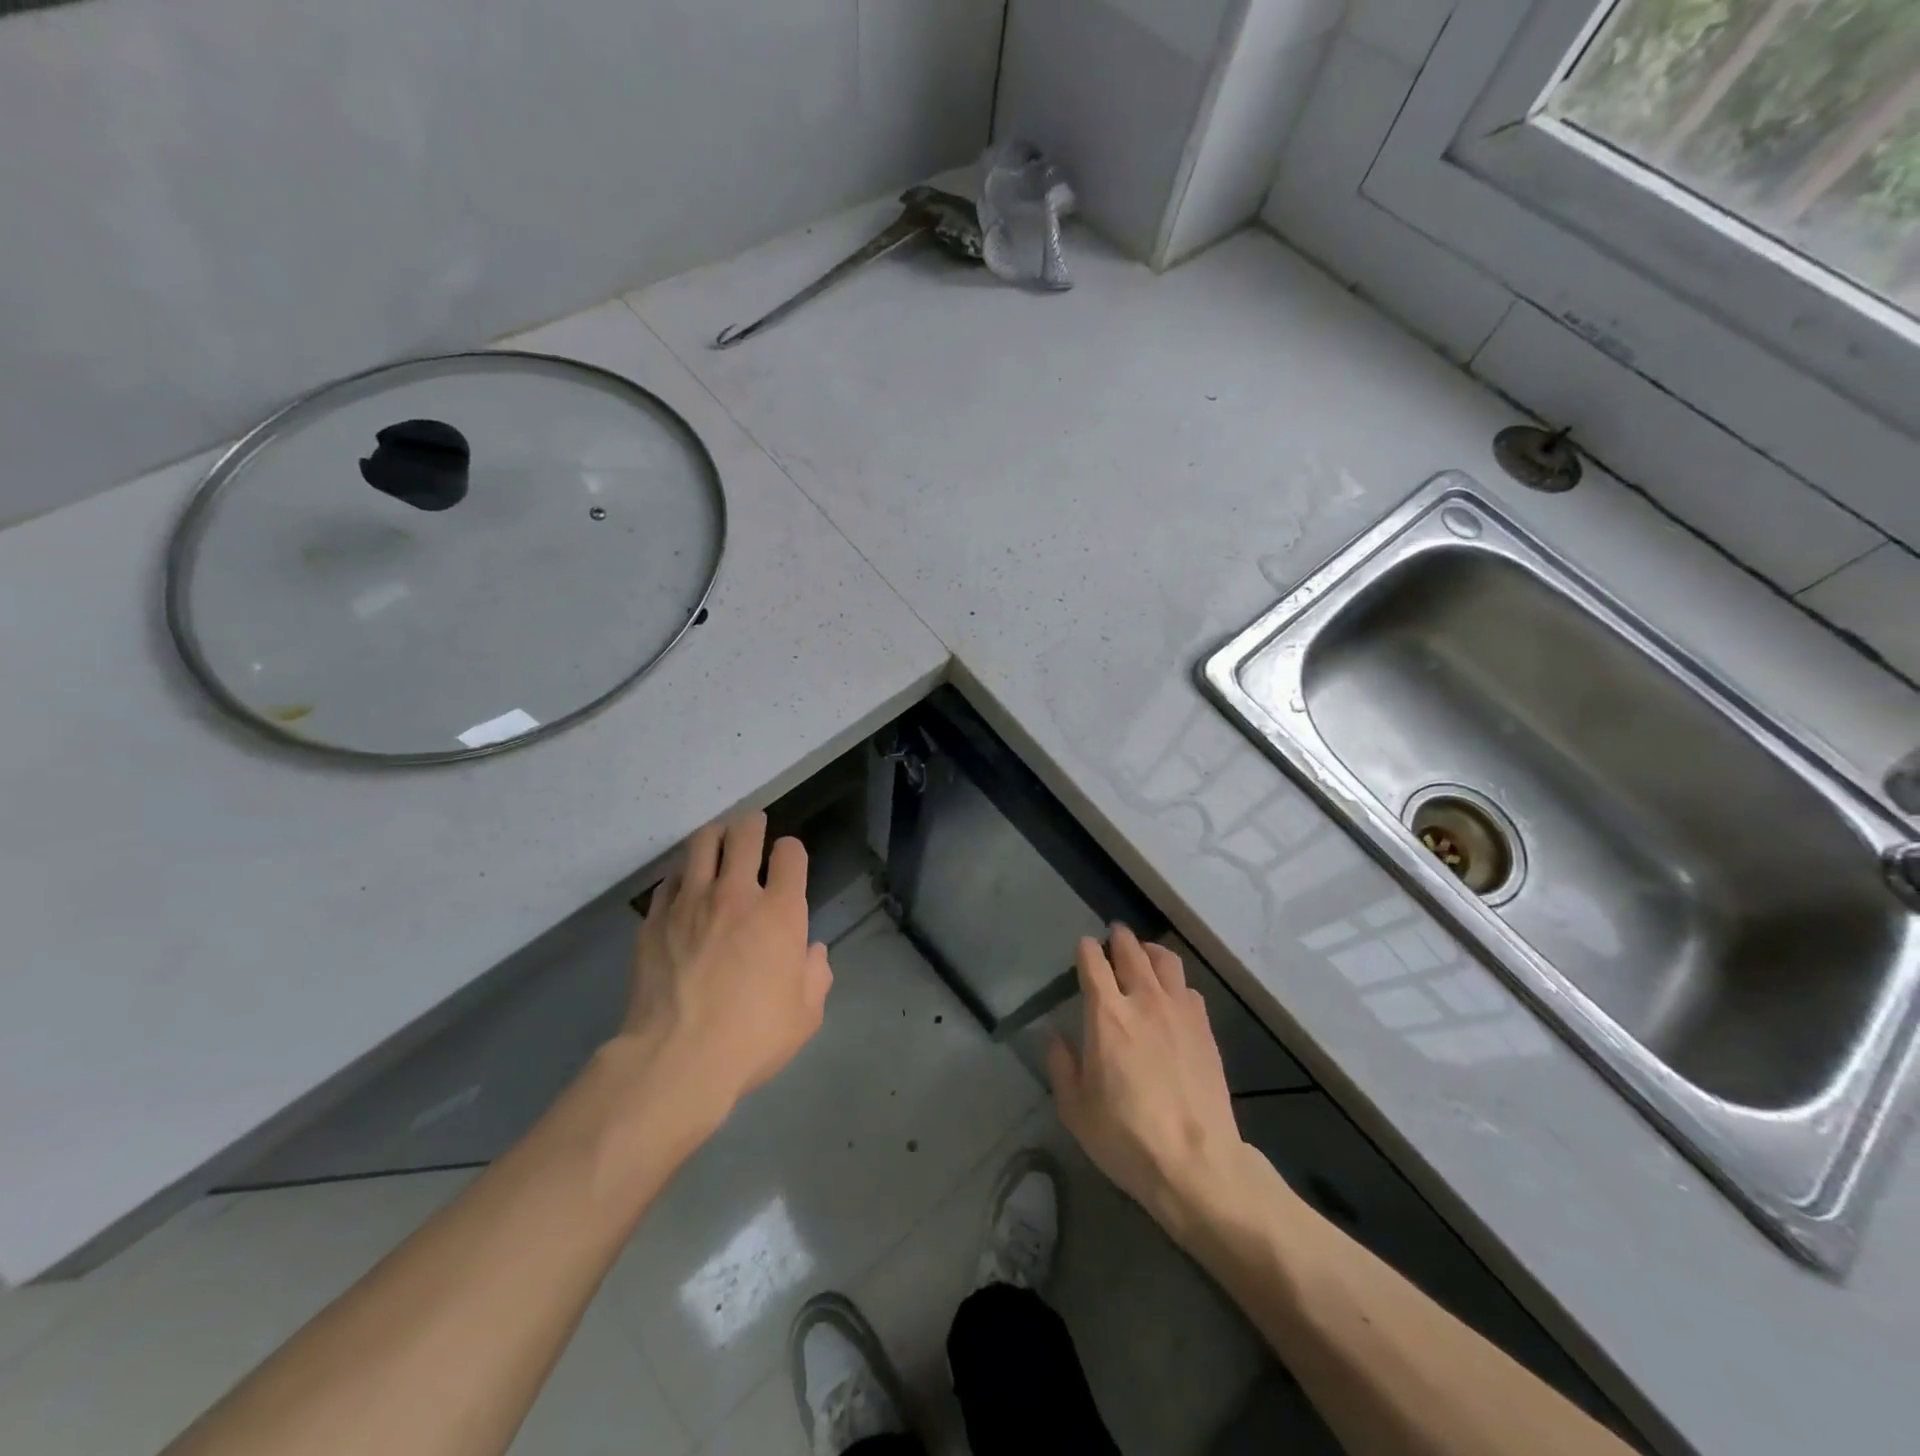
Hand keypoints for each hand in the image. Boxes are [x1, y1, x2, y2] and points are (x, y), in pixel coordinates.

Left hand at [617, 814, 832, 1131]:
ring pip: (701, 844)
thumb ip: (816, 975)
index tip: (788, 858)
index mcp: (780, 912)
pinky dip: (682, 876)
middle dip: (753, 824)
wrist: (675, 1060)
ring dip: (715, 836)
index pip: (790, 854)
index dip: (791, 851)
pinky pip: (669, 881)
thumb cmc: (751, 1038)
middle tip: (753, 825)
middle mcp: (736, 895)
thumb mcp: (805, 1016)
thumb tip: (811, 952)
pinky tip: (683, 886)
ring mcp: (690, 903)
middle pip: (744, 834)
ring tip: (717, 839)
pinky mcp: (654, 920)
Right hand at [1047, 927, 1250, 1235]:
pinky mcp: (1205, 1028)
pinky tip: (1171, 995)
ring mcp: (1179, 1011)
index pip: (1093, 962)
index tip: (1083, 946)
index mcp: (1107, 1015)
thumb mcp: (1075, 1108)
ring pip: (1166, 960)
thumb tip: (1053, 1034)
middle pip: (1131, 951)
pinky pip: (1188, 987)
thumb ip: (1060, 1063)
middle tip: (1114, 936)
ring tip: (1144, 955)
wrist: (1197, 1162)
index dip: (1086, 949)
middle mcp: (1143, 1000)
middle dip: (1119, 939)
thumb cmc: (1126, 1137)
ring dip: (1150, 951)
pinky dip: (1174, 982)